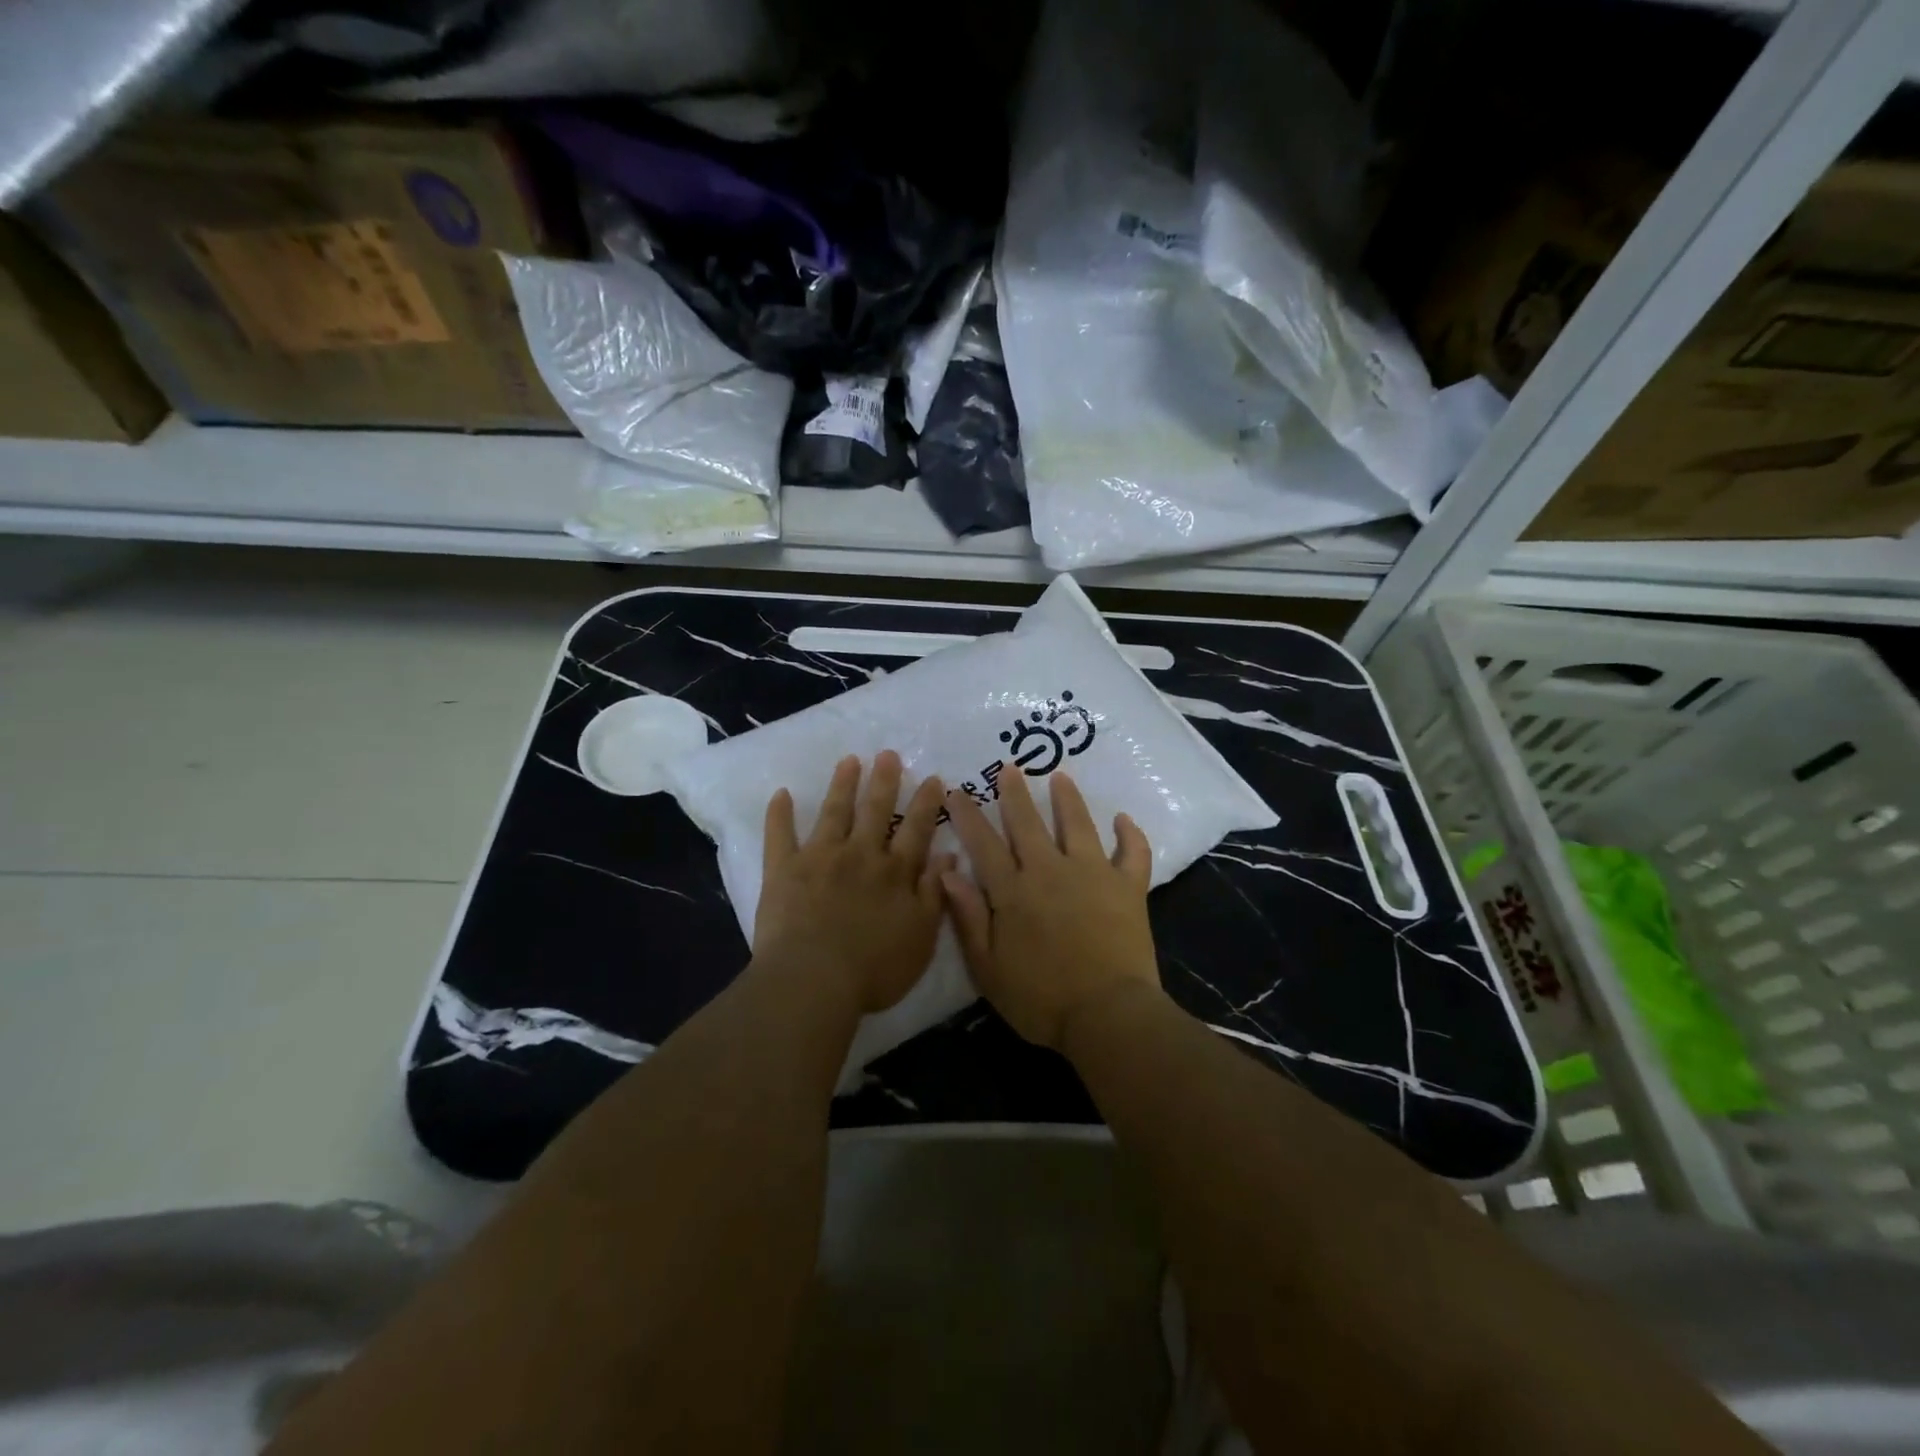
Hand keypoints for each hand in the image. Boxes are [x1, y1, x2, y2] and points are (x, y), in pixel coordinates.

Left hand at [754, 751, 951, 1015]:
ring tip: (850, 760)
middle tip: (888, 754)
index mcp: (895, 872)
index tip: (932, 778)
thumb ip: (936, 894)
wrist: (814, 981)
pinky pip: (780, 835)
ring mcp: (820, 858)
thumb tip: (950, 856)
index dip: (926, 803)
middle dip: (884, 781)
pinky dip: (779, 814)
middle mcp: (861, 855)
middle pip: (876, 811)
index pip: (916, 830)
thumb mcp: (922, 937)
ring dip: (843, 785)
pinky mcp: (784, 870)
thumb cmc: (875, 968)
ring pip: (835, 813)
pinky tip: (781, 794)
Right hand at [941, 766, 1160, 1050]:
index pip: (983, 844)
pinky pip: (1133, 853)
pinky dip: (1130, 835)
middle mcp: (1050, 871)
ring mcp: (1093, 874)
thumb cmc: (1041, 999)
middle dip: (1015, 794)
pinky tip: (1124, 820)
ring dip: (1067, 799)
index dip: (968, 815)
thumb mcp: (988, 968)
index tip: (957, 790)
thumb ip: (968, 918)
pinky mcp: (1128, 887)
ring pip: (1078, 825)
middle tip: (1009, 768)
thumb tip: (947, 873)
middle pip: (1028, 823)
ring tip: (1060, 776)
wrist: (1107, 1015)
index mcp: (1013, 892)